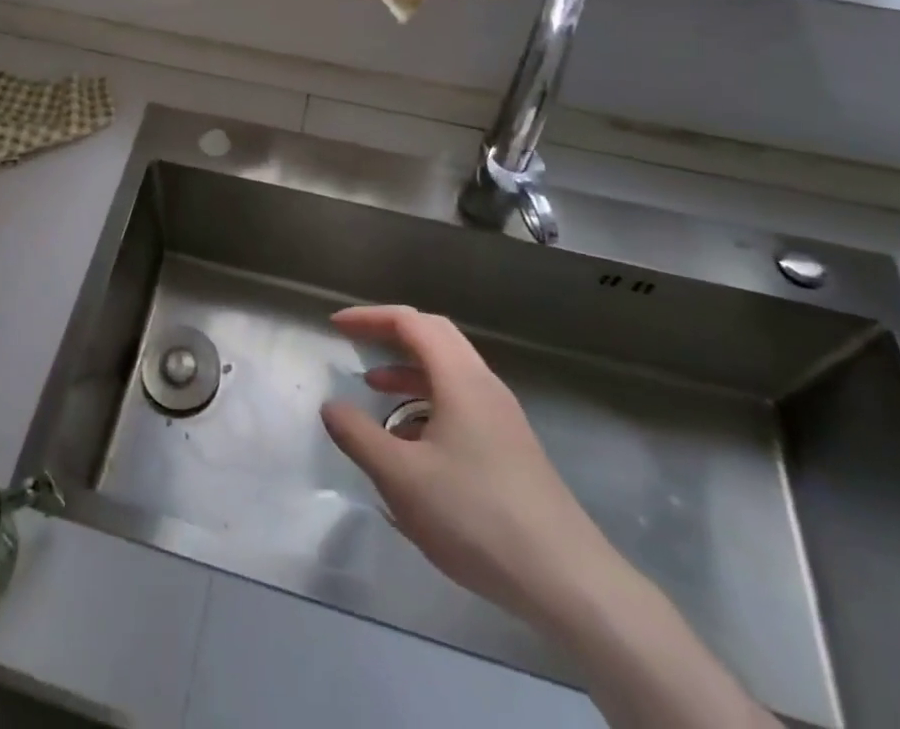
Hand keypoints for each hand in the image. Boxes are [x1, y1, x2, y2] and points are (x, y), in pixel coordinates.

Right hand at [319, 305, 619, 626]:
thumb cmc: (477, 518)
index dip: (370, 318)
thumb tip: (331, 406)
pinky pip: (462, 400)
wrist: (568, 581)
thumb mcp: (402, 479)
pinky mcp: (512, 446)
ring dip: (409, 369)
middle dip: (391, 333)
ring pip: (450, 370)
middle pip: (435, 335)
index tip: (337, 326)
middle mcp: (484, 385)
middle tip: (357, 343)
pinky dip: (428, 399)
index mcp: (460, 379)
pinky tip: (413, 441)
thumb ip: (359, 437)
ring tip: (375, 391)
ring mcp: (503, 416)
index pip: (410, 323)